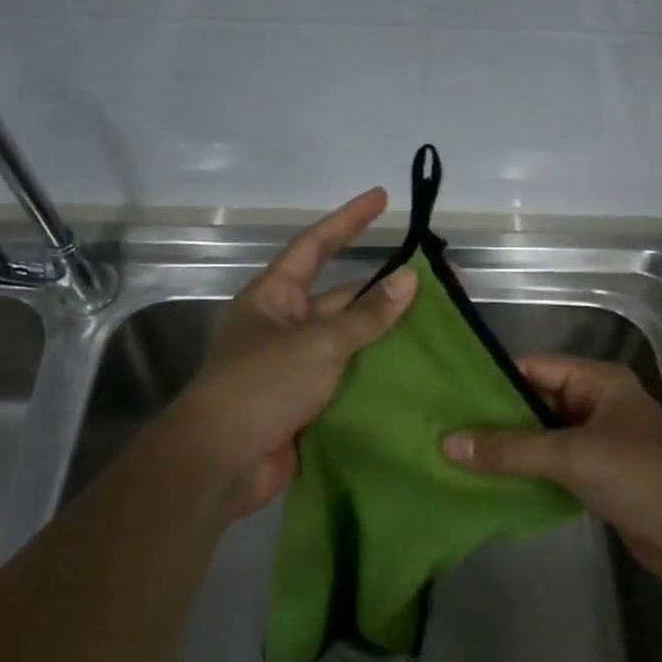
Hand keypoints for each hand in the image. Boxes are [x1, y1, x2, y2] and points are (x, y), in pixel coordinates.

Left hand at [175, 188, 416, 519]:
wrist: (223, 463)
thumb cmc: (262, 385)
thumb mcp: (318, 343)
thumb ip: (366, 315)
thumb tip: (409, 279)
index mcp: (274, 296)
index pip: (316, 245)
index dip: (349, 220)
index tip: (382, 198)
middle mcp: (285, 325)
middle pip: (342, 296)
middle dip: (384, 287)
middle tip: (435, 278)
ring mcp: (297, 365)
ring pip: (351, 340)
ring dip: (387, 332)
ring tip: (438, 322)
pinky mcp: (309, 402)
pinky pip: (350, 377)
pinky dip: (378, 372)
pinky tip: (417, 369)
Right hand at [442, 355, 661, 588]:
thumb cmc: (640, 478)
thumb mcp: (571, 456)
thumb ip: (510, 450)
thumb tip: (448, 443)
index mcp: (598, 382)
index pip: (535, 367)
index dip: (494, 380)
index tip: (451, 395)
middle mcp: (597, 404)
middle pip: (536, 401)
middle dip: (496, 417)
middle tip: (445, 428)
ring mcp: (599, 441)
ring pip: (543, 435)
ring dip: (509, 447)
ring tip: (458, 454)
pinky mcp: (599, 476)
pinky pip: (553, 464)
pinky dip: (527, 471)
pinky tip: (491, 481)